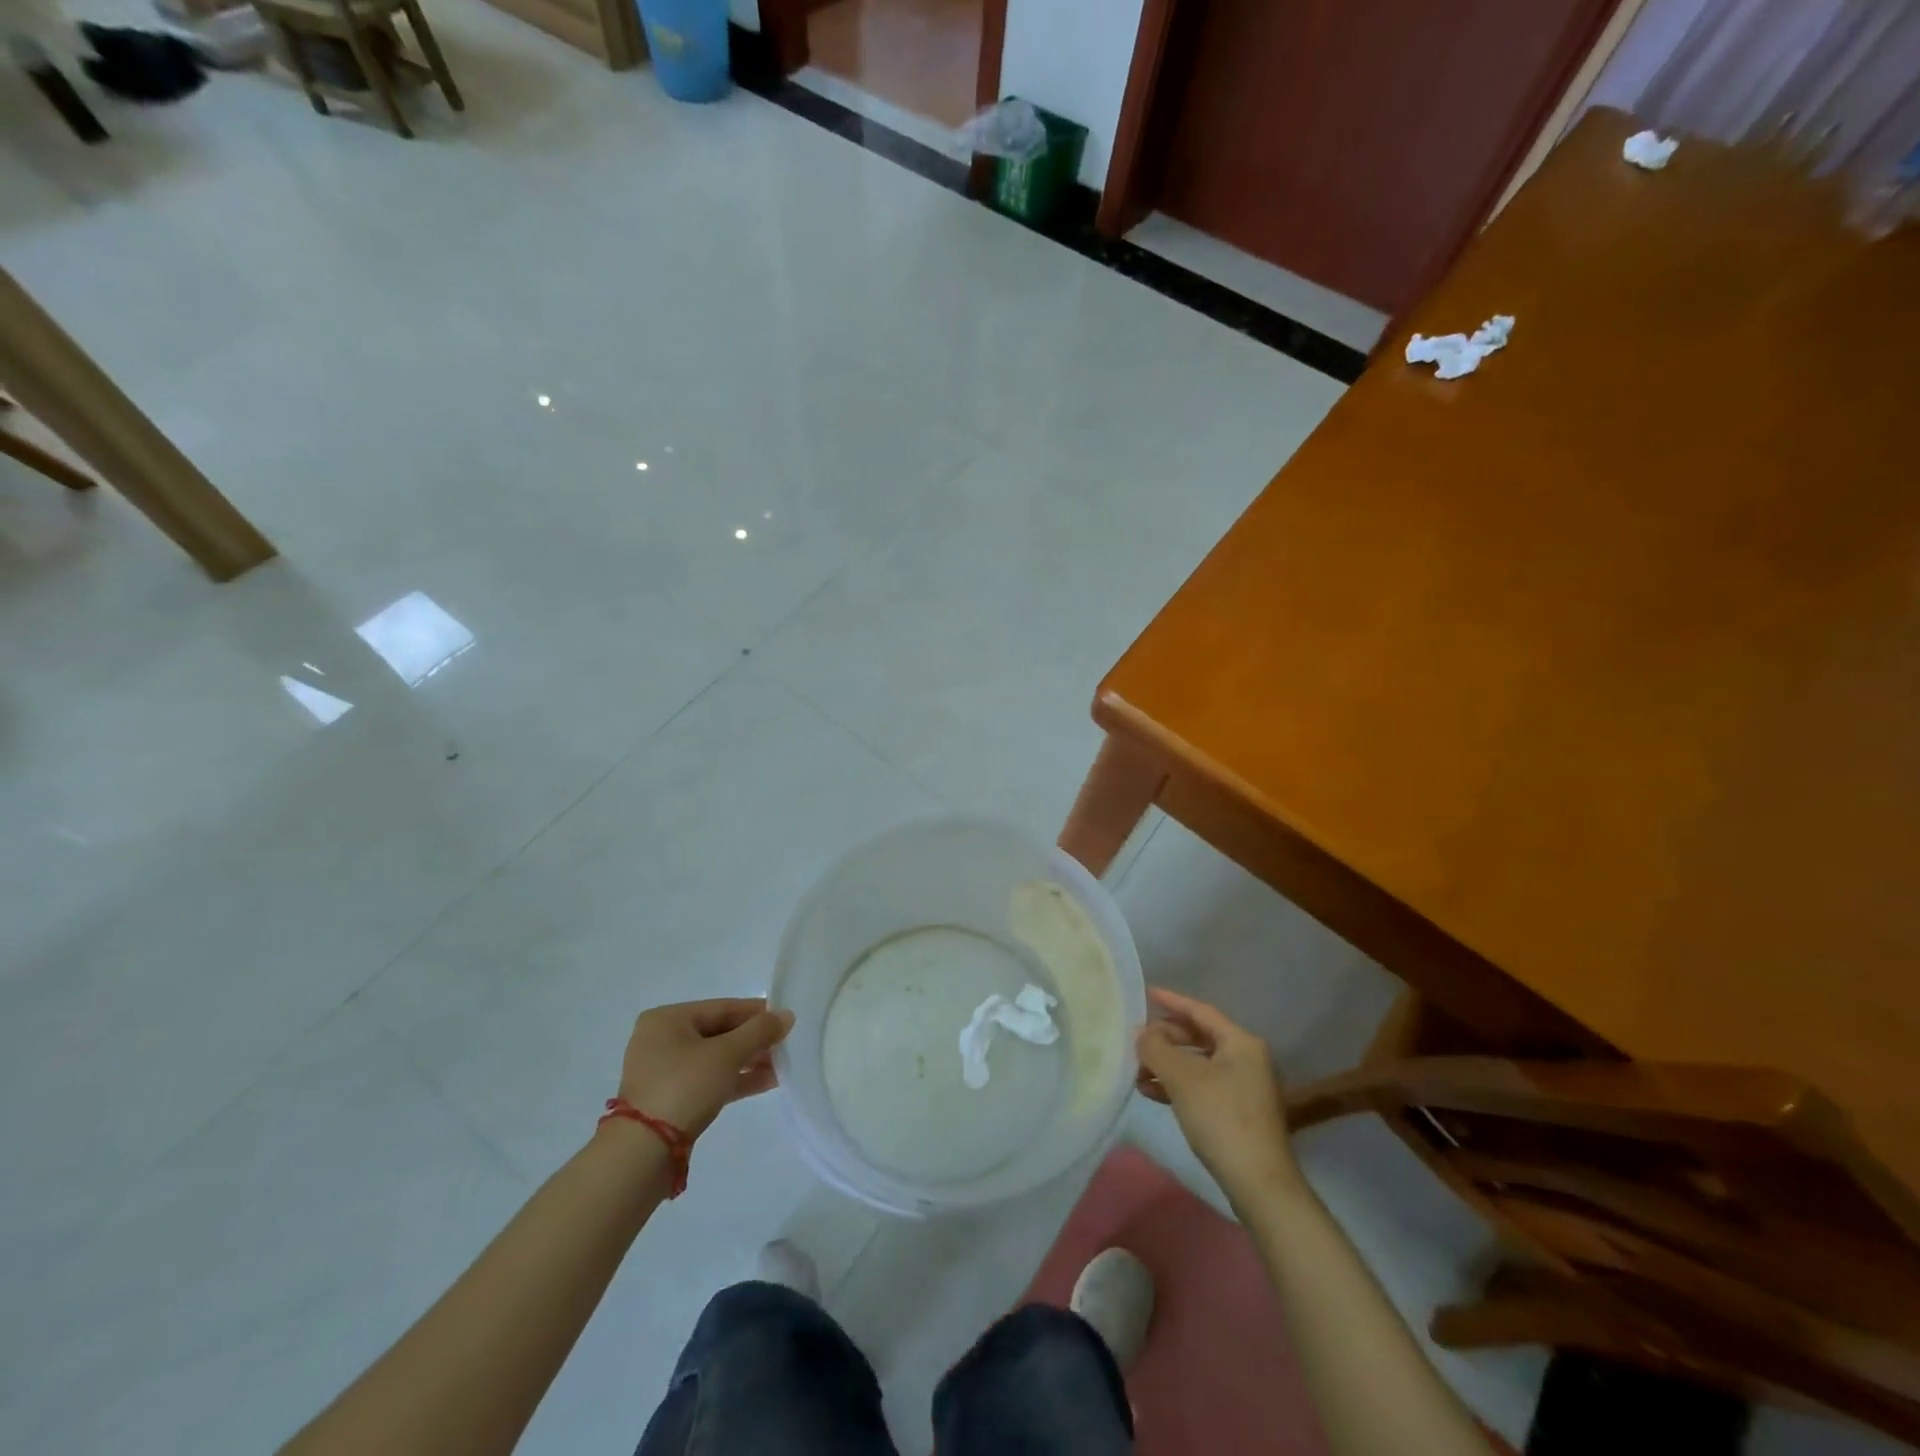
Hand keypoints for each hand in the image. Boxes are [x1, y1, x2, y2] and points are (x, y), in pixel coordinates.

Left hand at [617, 998, 793, 1138]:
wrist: (644, 1153)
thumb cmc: (684, 1087)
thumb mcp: (727, 1054)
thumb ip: (759, 1031)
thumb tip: (787, 1015)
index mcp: (667, 1019)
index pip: (722, 1007)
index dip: (756, 1012)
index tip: (785, 1018)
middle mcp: (662, 1040)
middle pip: (719, 1032)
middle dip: (754, 1040)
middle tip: (786, 1044)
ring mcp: (665, 1072)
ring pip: (716, 1058)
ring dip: (749, 1061)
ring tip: (782, 1065)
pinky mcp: (671, 1099)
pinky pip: (710, 1080)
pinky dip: (735, 1079)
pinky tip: (767, 1081)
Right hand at [1136, 988, 1299, 1200]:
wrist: (1260, 1185)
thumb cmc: (1221, 1118)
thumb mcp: (1182, 1078)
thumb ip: (1156, 1048)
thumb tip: (1142, 1033)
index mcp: (1241, 1042)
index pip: (1200, 1011)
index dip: (1171, 1001)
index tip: (1146, 993)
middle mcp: (1247, 1059)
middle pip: (1199, 1037)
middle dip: (1165, 1039)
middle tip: (1136, 1041)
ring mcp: (1245, 1088)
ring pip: (1198, 1064)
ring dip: (1168, 1064)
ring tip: (1137, 1070)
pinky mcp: (1239, 1113)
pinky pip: (1202, 1086)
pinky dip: (1177, 1085)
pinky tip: (1151, 1092)